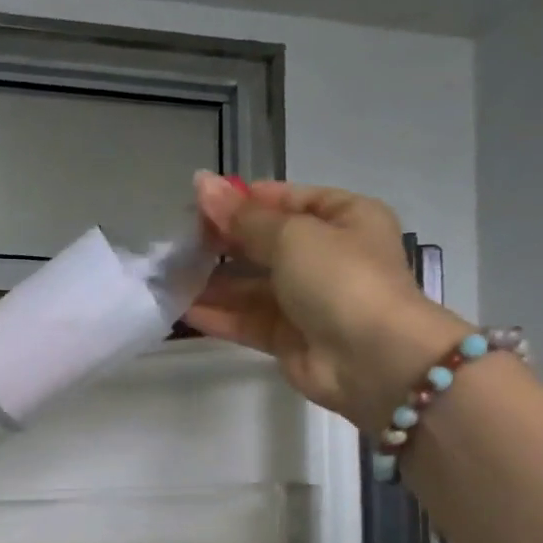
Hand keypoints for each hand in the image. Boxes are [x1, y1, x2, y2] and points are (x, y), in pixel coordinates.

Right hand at [186, 173, 470, 430]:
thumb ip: (243, 217)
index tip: (200, 203)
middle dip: (223, 241)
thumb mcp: (293, 235)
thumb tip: (201, 183)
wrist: (371, 359)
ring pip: (251, 286)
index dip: (244, 199)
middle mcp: (327, 257)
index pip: (287, 200)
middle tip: (179, 241)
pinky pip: (247, 321)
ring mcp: (306, 301)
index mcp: (344, 218)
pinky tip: (182, 309)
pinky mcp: (288, 338)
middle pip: (265, 244)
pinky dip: (218, 315)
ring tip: (171, 276)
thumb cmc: (340, 279)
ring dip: (213, 282)